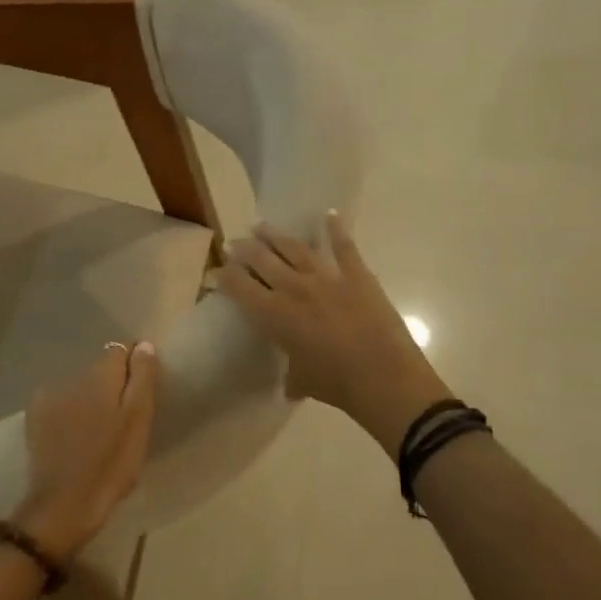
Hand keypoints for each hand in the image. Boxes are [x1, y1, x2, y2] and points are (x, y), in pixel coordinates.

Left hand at [13, 341, 157, 560]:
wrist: (64, 505)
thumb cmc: (111, 464)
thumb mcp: (138, 421)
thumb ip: (142, 378)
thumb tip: (142, 345)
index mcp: (101, 375)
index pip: (121, 350)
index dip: (134, 367)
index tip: (140, 393)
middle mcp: (72, 376)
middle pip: (100, 368)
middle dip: (112, 384)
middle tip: (121, 418)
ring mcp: (49, 395)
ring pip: (80, 385)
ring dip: (90, 397)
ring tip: (98, 429)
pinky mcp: (35, 416)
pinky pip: (60, 401)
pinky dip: (70, 411)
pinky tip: (75, 435)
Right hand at [218, 212, 450, 455]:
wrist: (384, 378)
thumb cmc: (337, 385)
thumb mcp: (303, 382)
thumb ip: (293, 375)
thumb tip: (291, 383)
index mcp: (275, 315)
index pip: (240, 288)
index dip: (225, 277)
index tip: (216, 271)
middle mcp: (295, 289)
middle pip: (262, 260)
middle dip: (244, 249)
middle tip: (234, 243)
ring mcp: (327, 278)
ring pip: (294, 248)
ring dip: (275, 235)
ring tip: (260, 225)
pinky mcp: (357, 275)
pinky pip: (344, 247)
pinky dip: (336, 229)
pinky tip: (328, 214)